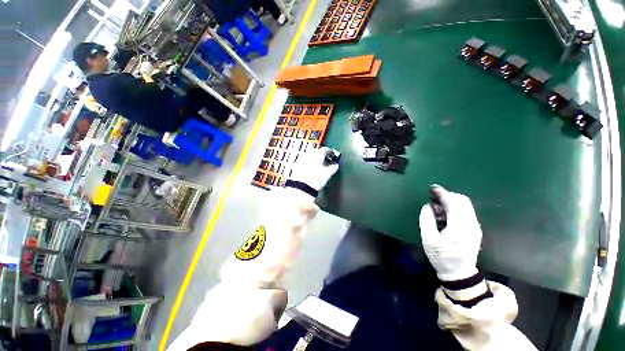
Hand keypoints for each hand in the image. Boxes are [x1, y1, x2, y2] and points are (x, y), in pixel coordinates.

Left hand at [289, 147, 338, 191]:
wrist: (301, 188)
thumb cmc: (316, 180)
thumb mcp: (327, 174)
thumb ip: (333, 168)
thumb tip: (335, 164)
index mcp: (317, 155)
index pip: (324, 149)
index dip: (329, 151)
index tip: (332, 154)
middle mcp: (308, 155)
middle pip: (315, 150)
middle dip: (320, 153)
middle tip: (324, 159)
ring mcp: (301, 159)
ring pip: (308, 154)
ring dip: (313, 157)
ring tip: (317, 164)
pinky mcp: (296, 165)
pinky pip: (303, 160)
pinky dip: (307, 162)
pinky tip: (309, 168)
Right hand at [419, 185, 481, 281]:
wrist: (459, 273)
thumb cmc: (442, 257)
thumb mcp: (428, 239)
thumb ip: (427, 219)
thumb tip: (428, 206)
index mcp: (460, 226)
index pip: (454, 202)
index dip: (442, 193)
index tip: (432, 189)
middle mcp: (471, 224)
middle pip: (462, 201)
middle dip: (447, 196)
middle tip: (433, 199)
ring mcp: (475, 226)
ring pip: (465, 205)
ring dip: (451, 202)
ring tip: (437, 209)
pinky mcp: (474, 229)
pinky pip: (466, 212)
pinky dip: (455, 208)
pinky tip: (445, 216)